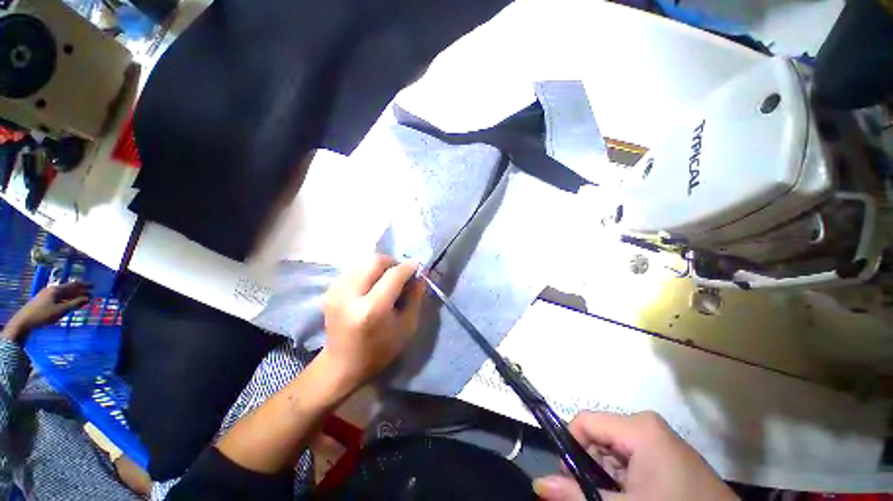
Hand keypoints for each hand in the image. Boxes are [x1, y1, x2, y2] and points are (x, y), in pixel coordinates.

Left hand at [2, 281, 91, 343]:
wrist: (24, 320)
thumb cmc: (43, 315)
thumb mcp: (60, 311)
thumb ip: (74, 304)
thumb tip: (88, 298)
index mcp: (57, 290)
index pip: (73, 285)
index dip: (84, 285)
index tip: (93, 286)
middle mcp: (52, 289)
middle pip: (68, 288)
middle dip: (79, 291)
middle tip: (89, 293)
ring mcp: (47, 294)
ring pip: (63, 293)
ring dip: (73, 295)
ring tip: (80, 299)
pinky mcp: (44, 299)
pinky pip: (58, 297)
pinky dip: (66, 299)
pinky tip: (68, 303)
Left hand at [320, 255, 423, 392]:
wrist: (341, 364)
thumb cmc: (379, 350)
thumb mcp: (406, 326)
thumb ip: (415, 297)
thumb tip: (420, 275)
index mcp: (372, 309)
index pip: (393, 275)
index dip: (408, 267)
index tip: (417, 266)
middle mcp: (350, 295)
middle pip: (375, 261)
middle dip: (393, 262)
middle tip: (402, 272)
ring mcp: (336, 291)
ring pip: (363, 262)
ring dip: (380, 267)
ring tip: (387, 279)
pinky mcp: (330, 291)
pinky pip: (354, 269)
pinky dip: (367, 271)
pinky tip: (372, 284)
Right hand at [533, 412, 737, 500]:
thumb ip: (579, 495)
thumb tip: (538, 482)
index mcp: (638, 427)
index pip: (584, 422)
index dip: (571, 448)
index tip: (573, 481)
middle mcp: (646, 425)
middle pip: (598, 435)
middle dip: (591, 466)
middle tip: (600, 497)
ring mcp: (659, 438)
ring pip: (613, 449)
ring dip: (607, 476)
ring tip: (622, 500)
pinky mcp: (667, 453)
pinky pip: (631, 457)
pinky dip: (624, 478)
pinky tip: (636, 497)